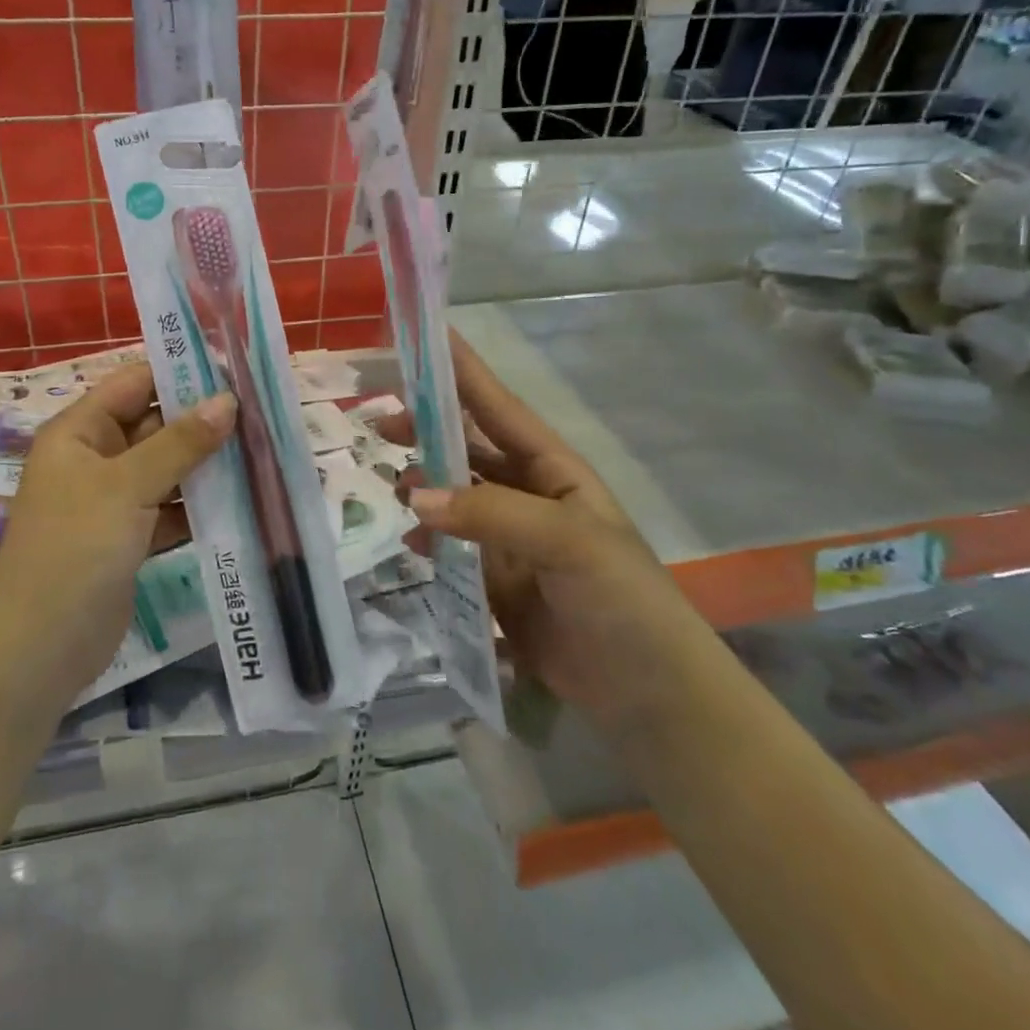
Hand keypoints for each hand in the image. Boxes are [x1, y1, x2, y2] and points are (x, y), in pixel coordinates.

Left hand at [0, 366, 235, 700]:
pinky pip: (170, 508)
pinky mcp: (129, 539)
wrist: (38, 648)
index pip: (134, 383)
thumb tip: (228, 401)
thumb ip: (180, 442)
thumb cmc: (75, 548)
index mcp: (80, 431)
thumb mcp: (127, 486)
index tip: (235, 370)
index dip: (180, 373)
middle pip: (155, 425)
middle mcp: (95, 458)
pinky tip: (243, 501)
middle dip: (204, 421)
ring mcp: (112, 501)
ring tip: (263, 452)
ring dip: (207, 465)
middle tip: (262, 415)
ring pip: (167, 469)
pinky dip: (199, 505)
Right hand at [382, 334, 662, 707]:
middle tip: (380, 421)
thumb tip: (413, 495)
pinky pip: (450, 543)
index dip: (463, 371)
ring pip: (453, 494)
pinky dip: (426, 535)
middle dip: (427, 428)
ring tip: (388, 479)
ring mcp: (508, 537)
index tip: (424, 336)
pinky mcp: (493, 578)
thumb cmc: (622, 599)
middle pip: (466, 446)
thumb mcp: (567, 542)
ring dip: (421, 482)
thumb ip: (490, 514)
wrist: (649, 694)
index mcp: (551, 468)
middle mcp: (526, 493)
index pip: (498, 407)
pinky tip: (409, 539)